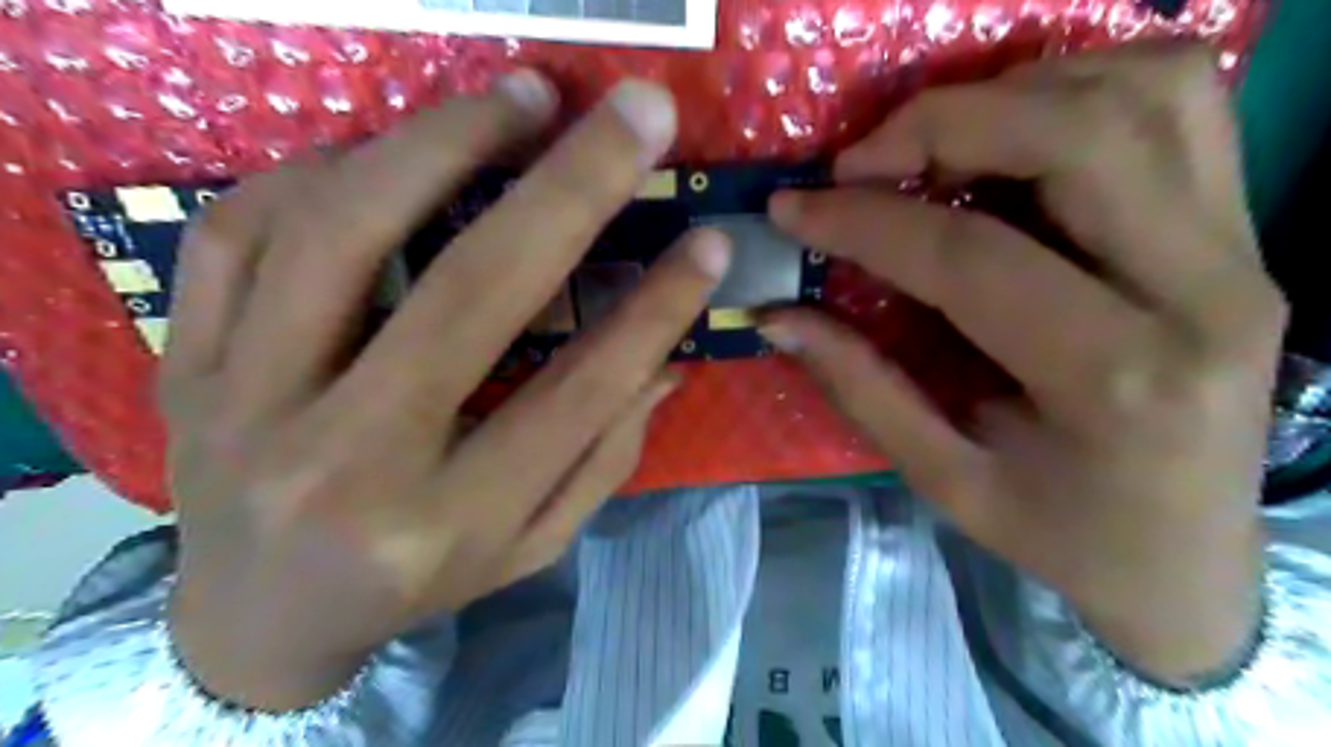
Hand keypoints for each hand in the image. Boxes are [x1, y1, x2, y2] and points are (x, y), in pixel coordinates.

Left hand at [165, 74, 726, 711]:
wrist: (253, 622)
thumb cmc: (415, 584)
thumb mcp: (529, 544)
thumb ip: (603, 458)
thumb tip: (666, 362)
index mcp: (447, 524)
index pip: (578, 395)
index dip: (655, 310)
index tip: (708, 242)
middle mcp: (347, 463)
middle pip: (469, 295)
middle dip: (571, 188)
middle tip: (636, 113)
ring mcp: (247, 404)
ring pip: (344, 235)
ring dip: (446, 144)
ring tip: (521, 99)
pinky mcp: (188, 362)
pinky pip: (242, 231)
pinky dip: (324, 170)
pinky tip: (389, 153)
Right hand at [764, 40, 1284, 682]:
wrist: (1192, 560)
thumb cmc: (1063, 536)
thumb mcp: (946, 480)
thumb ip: (860, 387)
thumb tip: (777, 314)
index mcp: (1117, 382)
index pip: (971, 257)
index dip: (865, 222)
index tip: (795, 208)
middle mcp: (1203, 295)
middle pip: (1077, 138)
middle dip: (943, 124)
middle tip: (859, 160)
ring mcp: (1243, 249)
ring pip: (1144, 93)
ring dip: (1015, 94)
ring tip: (932, 144)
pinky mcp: (1244, 231)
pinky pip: (1180, 104)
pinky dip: (1084, 88)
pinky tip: (1015, 134)